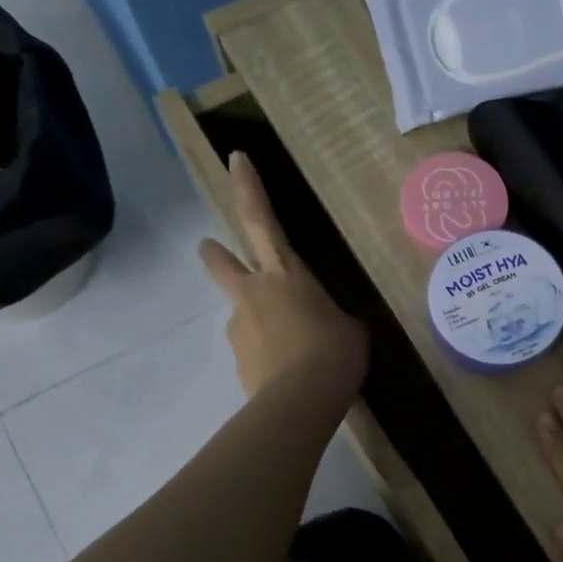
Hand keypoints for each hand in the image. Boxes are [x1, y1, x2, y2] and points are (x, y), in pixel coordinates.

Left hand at [198, 153, 367, 401]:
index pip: (260, 219)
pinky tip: (286, 374)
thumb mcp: (349, 328)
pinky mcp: (238, 361)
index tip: (235, 159)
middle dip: (216, 253)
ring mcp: (240, 327)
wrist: (301, 402)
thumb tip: (319, 324)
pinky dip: (265, 355)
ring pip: (242, 313)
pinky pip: (253, 350)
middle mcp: (253, 293)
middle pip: (221, 261)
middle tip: (213, 250)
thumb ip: (328, 316)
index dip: (248, 188)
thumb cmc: (335, 352)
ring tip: (290, 350)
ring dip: (258, 321)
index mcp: (285, 274)